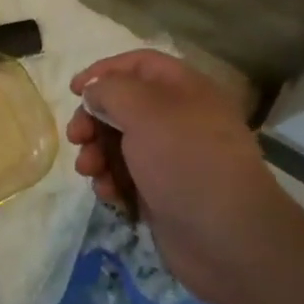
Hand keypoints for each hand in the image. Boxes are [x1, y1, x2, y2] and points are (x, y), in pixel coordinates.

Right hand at [67, 50, 294, 303]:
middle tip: (77, 137)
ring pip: (120, 144)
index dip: (105, 70)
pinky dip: (112, 181)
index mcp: (185, 89)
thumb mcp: (144, 111)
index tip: (75, 90)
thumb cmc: (186, 161)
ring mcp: (172, 159)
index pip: (139, 64)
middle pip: (124, 105)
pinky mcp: (163, 193)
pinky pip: (127, 177)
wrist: (228, 239)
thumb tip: (94, 92)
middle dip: (94, 119)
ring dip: (97, 153)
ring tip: (89, 170)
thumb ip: (111, 91)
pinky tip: (109, 194)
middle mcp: (179, 119)